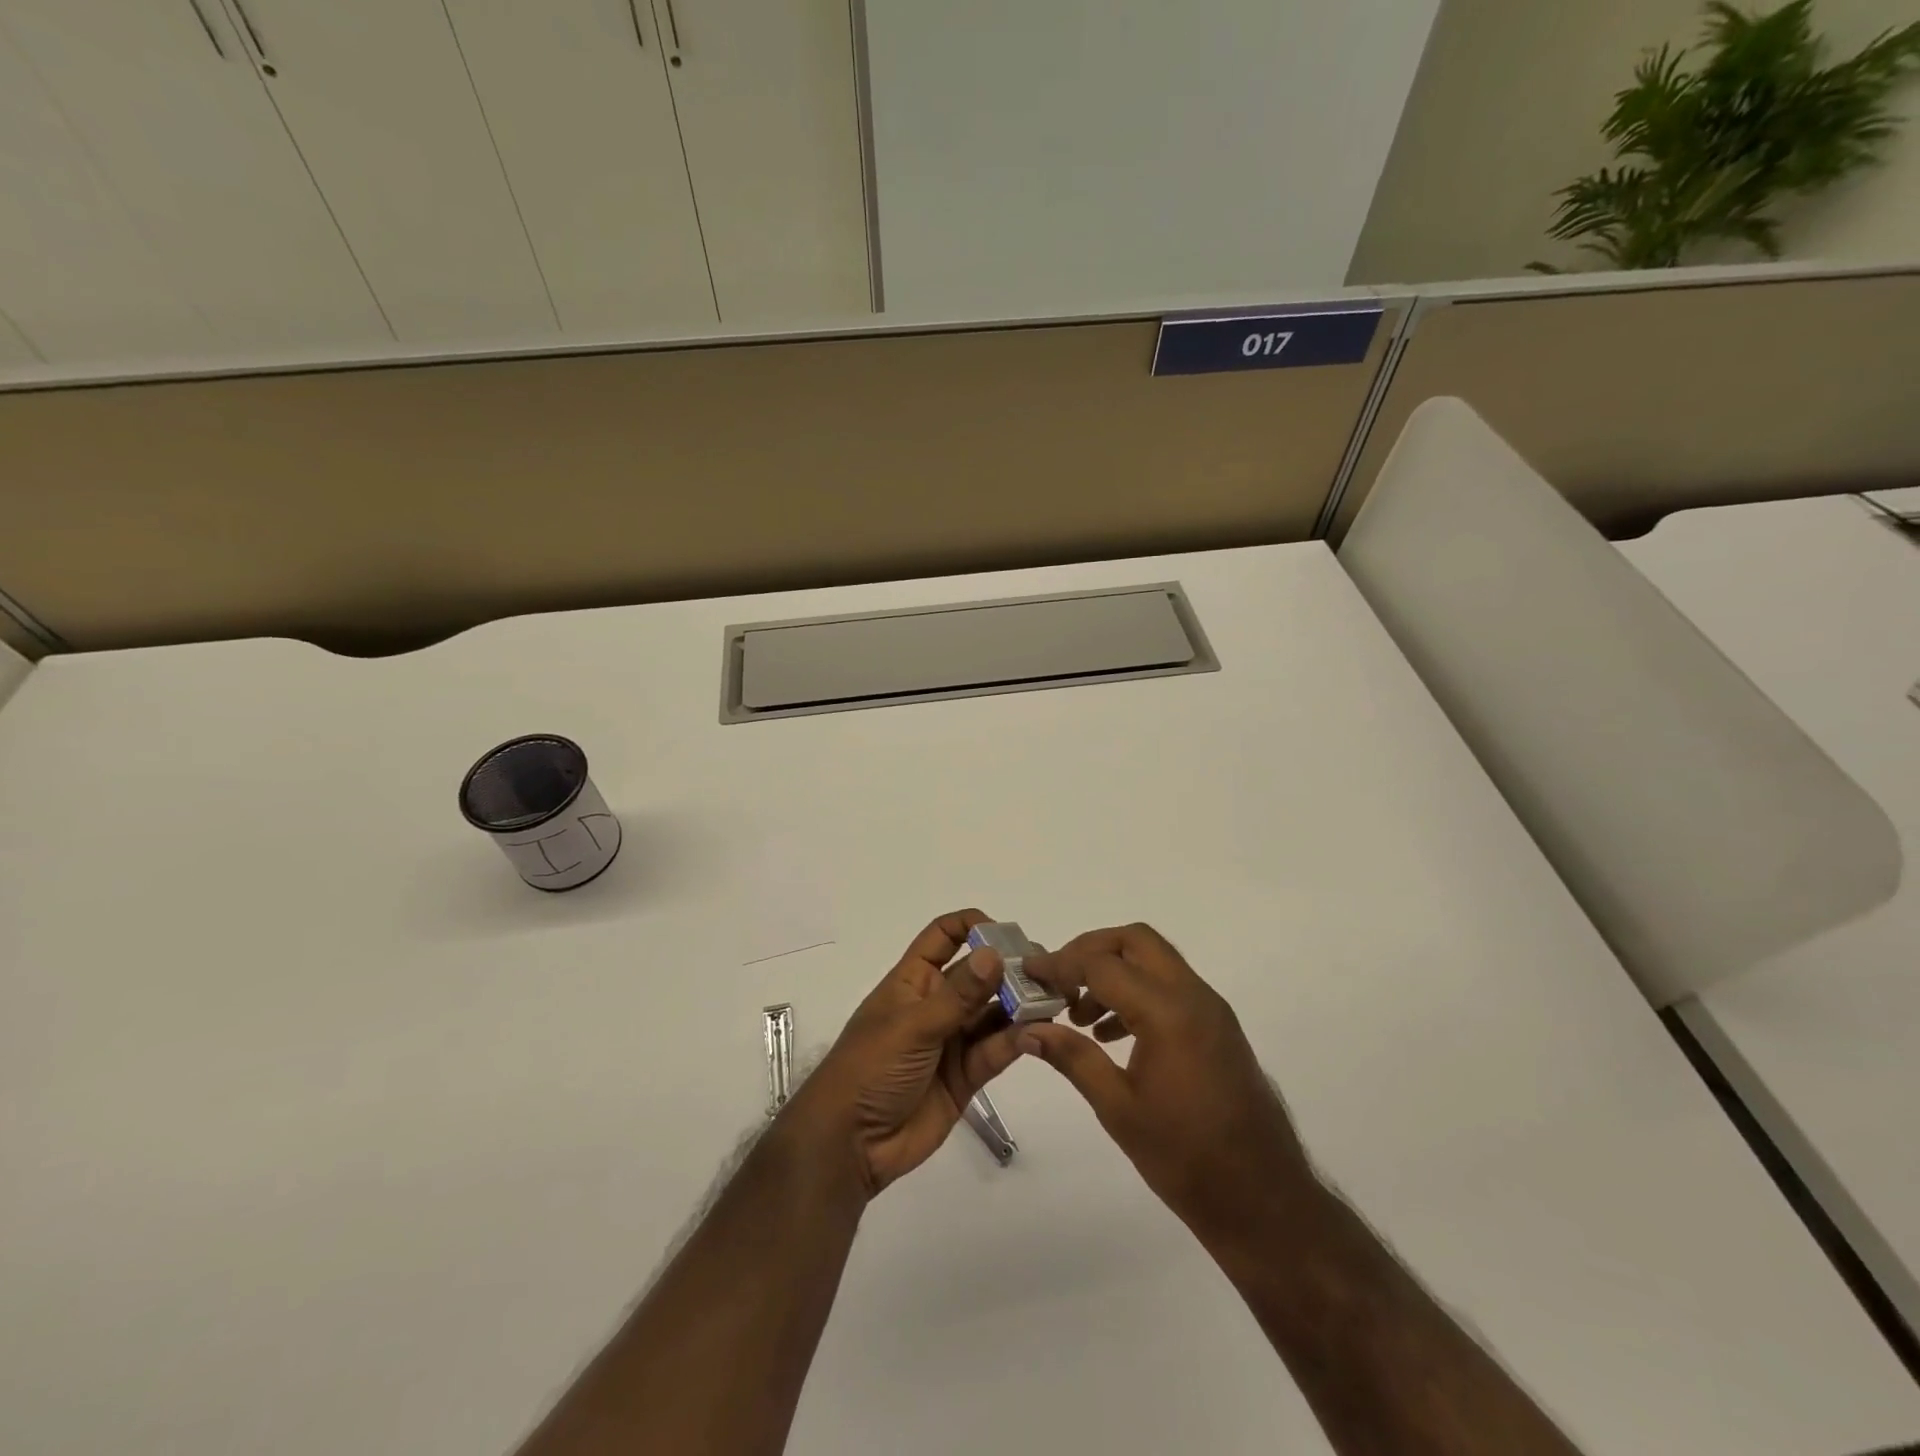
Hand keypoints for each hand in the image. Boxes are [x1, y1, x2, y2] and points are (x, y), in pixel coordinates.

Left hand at [781, 910, 1024, 1199]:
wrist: (850, 1144)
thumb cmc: (870, 1068)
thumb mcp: (913, 1025)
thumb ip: (959, 995)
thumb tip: (995, 953)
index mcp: (914, 980)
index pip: (943, 937)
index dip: (971, 926)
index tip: (1006, 932)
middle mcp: (936, 1004)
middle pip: (978, 975)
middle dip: (1009, 968)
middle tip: (1048, 969)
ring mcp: (952, 1040)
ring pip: (993, 1013)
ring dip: (1019, 1005)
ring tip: (1053, 999)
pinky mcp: (966, 1076)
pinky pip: (996, 1050)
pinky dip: (1016, 1041)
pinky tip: (1038, 1033)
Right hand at [1021, 923, 1315, 1248]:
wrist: (1264, 1200)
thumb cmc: (1186, 1158)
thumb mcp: (1118, 1108)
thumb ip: (1072, 1057)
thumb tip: (1028, 1030)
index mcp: (1168, 1012)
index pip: (1102, 965)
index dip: (1060, 964)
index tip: (1028, 973)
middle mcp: (1193, 996)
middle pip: (1135, 941)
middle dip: (1090, 950)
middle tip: (1058, 981)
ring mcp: (1211, 1009)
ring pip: (1155, 960)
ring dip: (1114, 970)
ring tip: (1079, 1014)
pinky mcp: (1217, 1026)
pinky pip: (1170, 986)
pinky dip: (1137, 991)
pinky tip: (1111, 1035)